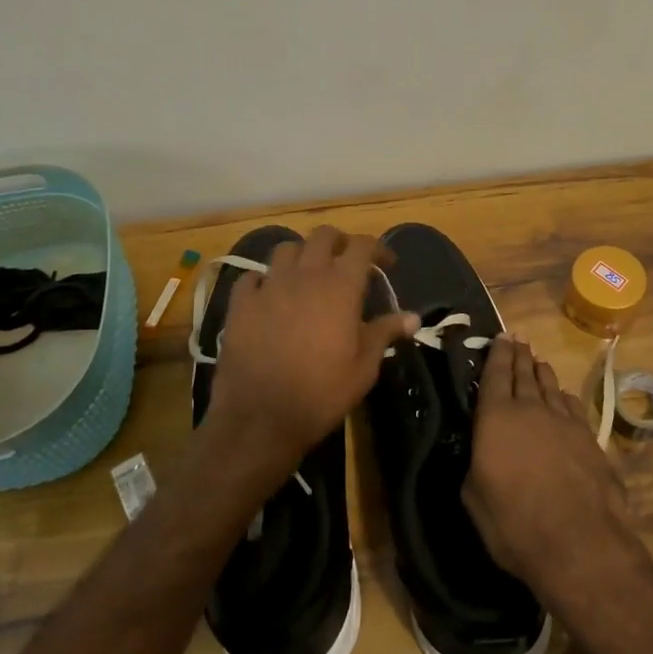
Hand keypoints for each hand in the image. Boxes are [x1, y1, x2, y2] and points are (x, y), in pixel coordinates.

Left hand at [205, 226, 418, 478]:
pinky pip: (252, 276)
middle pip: (323, 236)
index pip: (363, 246)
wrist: (261, 417)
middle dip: (340, 242)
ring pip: (286, 248)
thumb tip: (412, 317)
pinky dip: (264, 279)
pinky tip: (269, 295)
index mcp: (340, 286)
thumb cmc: (322, 393)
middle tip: (347, 262)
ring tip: (307, 274)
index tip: (387, 264)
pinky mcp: (240, 303)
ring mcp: (269, 286)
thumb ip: (385, 333)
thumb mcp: (364, 368)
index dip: (378, 248)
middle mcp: (305, 275)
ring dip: (302, 255)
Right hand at [462, 335, 631, 591]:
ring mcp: (564, 421)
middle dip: (519, 355)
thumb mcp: (474, 498)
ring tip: (537, 361)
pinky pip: (572, 405)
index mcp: (496, 418)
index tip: (500, 337)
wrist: (578, 541)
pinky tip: (563, 396)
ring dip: (542, 372)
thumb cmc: (514, 522)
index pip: (495, 375)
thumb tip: (481, 455)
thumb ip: (475, 466)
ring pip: (550, 385)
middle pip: (524, 373)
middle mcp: (530, 409)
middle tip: (517, 339)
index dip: (497, 354)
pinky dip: (564, 396)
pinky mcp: (589, 438)